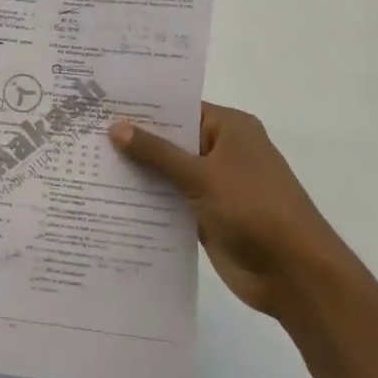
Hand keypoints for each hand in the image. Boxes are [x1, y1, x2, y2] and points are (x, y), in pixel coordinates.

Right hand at [109, 104, 348, 316]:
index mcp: (230, 129)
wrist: (294, 273)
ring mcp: (215, 185)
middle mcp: (222, 151)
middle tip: (84, 133)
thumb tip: (116, 126)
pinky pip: (171, 201)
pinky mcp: (207, 216)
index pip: (180, 108)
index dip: (143, 108)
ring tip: (86, 164)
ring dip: (137, 173)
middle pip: (171, 140)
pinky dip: (148, 201)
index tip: (101, 104)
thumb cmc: (254, 209)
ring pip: (168, 173)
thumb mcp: (202, 176)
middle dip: (134, 141)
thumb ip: (157, 153)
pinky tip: (109, 200)